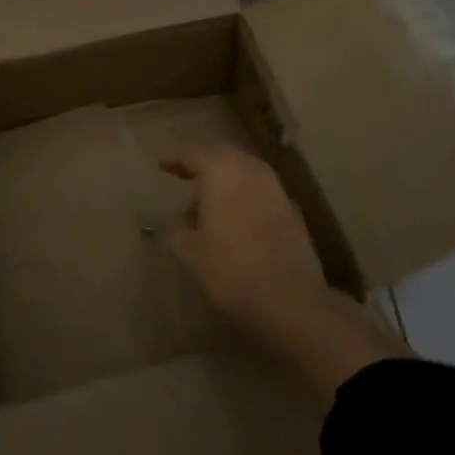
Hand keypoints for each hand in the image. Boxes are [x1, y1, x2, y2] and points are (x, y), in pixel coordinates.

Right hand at [160, 145, 333, 346]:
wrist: (291, 301)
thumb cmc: (231, 270)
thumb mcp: (190, 253)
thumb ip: (178, 230)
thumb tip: (178, 221)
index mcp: (222, 171)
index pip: (194, 154)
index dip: (176, 159)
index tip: (162, 166)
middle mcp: (251, 170)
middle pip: (223, 157)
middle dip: (203, 164)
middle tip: (185, 176)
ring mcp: (276, 189)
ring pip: (245, 173)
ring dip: (225, 181)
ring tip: (207, 204)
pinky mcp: (292, 211)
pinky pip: (260, 192)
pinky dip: (244, 197)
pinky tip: (235, 221)